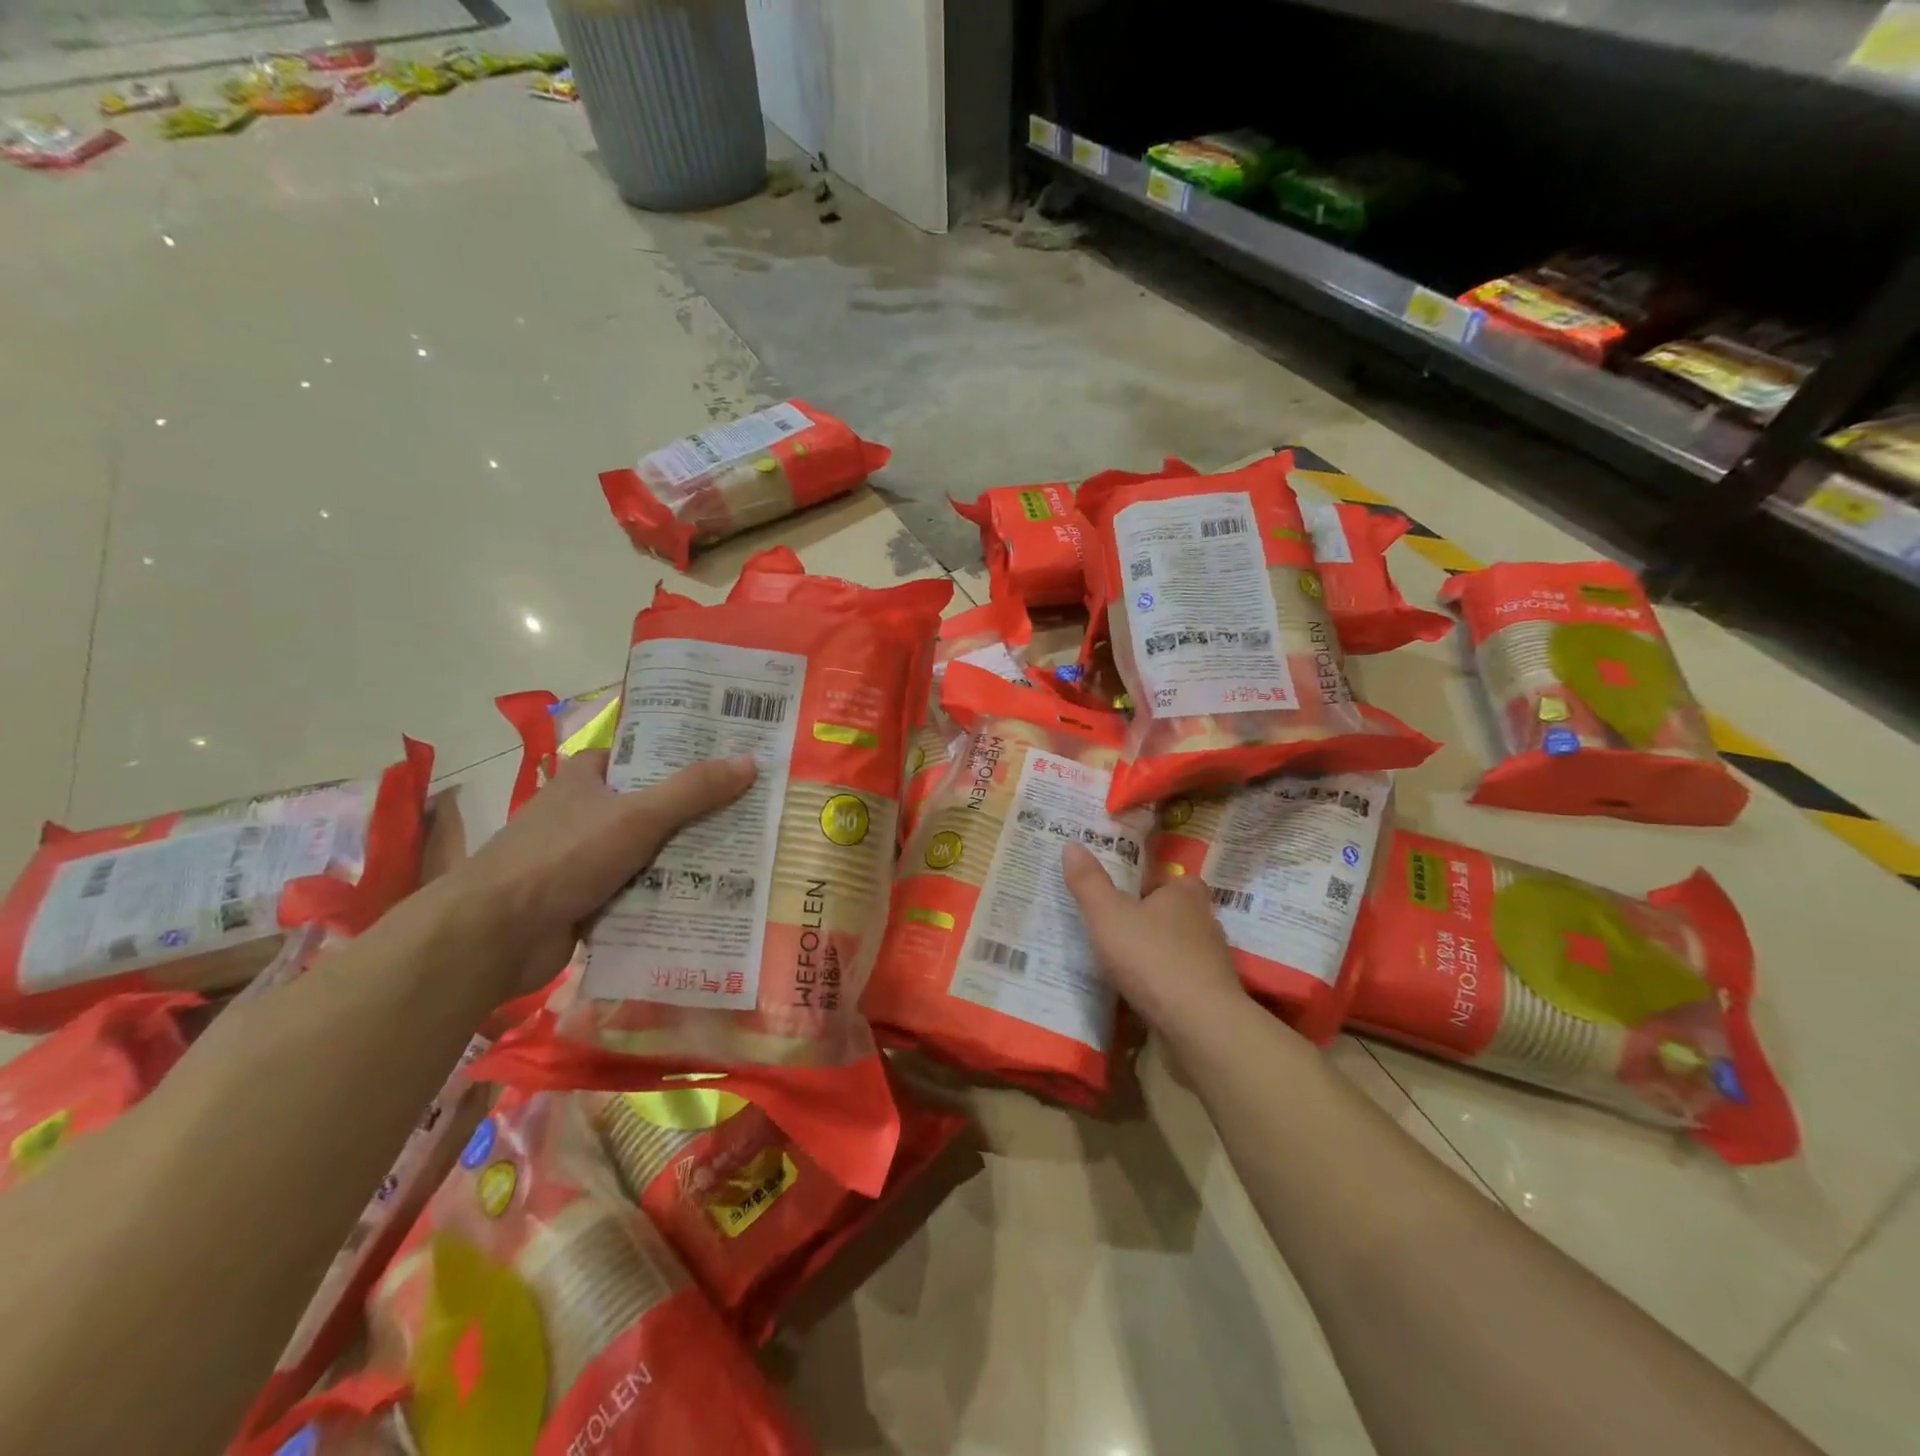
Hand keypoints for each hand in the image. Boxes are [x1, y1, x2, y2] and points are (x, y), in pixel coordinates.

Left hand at [451, 750, 756, 997]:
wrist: (494, 936)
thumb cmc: (562, 857)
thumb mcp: (636, 816)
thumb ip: (692, 791)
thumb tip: (750, 762)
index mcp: (587, 778)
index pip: (643, 755)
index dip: (684, 755)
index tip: (730, 759)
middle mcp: (585, 813)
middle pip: (653, 805)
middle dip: (697, 811)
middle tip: (753, 810)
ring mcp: (585, 859)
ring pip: (649, 850)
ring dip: (687, 857)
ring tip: (746, 854)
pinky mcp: (588, 899)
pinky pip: (640, 890)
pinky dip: (668, 894)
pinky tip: (711, 897)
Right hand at [1063, 843, 1249, 1044]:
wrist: (1199, 1025)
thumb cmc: (1151, 957)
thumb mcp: (1107, 914)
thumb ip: (1088, 882)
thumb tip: (1072, 845)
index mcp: (1185, 893)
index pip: (1167, 878)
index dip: (1144, 885)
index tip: (1117, 896)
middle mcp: (1205, 921)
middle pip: (1171, 914)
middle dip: (1146, 921)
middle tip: (1110, 928)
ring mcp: (1211, 962)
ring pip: (1175, 949)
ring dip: (1152, 955)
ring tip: (1117, 964)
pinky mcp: (1209, 996)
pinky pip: (1178, 982)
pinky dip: (1160, 986)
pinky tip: (1136, 996)